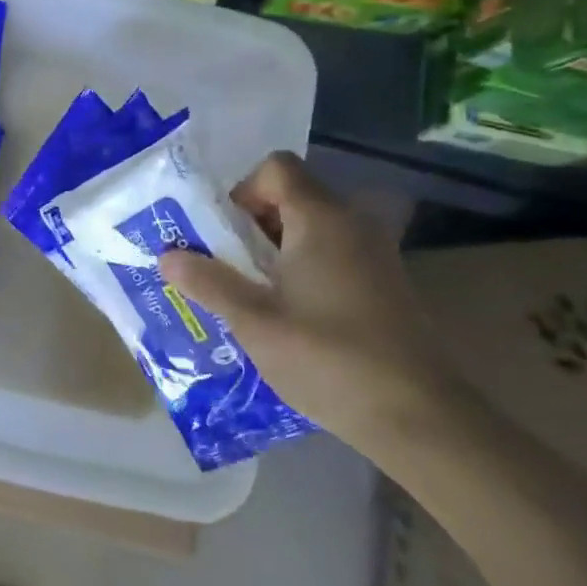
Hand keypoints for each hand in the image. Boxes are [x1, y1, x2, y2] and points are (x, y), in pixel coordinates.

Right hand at [158, 152, 448, 447]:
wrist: (420, 418)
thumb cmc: (328, 358)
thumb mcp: (254, 321)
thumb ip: (208, 282)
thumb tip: (166, 255)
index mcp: (321, 219)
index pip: (276, 167)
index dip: (243, 191)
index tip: (225, 236)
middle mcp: (353, 224)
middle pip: (292, 197)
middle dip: (252, 227)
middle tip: (227, 269)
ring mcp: (375, 255)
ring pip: (311, 230)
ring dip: (275, 252)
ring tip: (252, 297)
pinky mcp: (385, 285)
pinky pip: (332, 256)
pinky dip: (303, 270)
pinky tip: (290, 318)